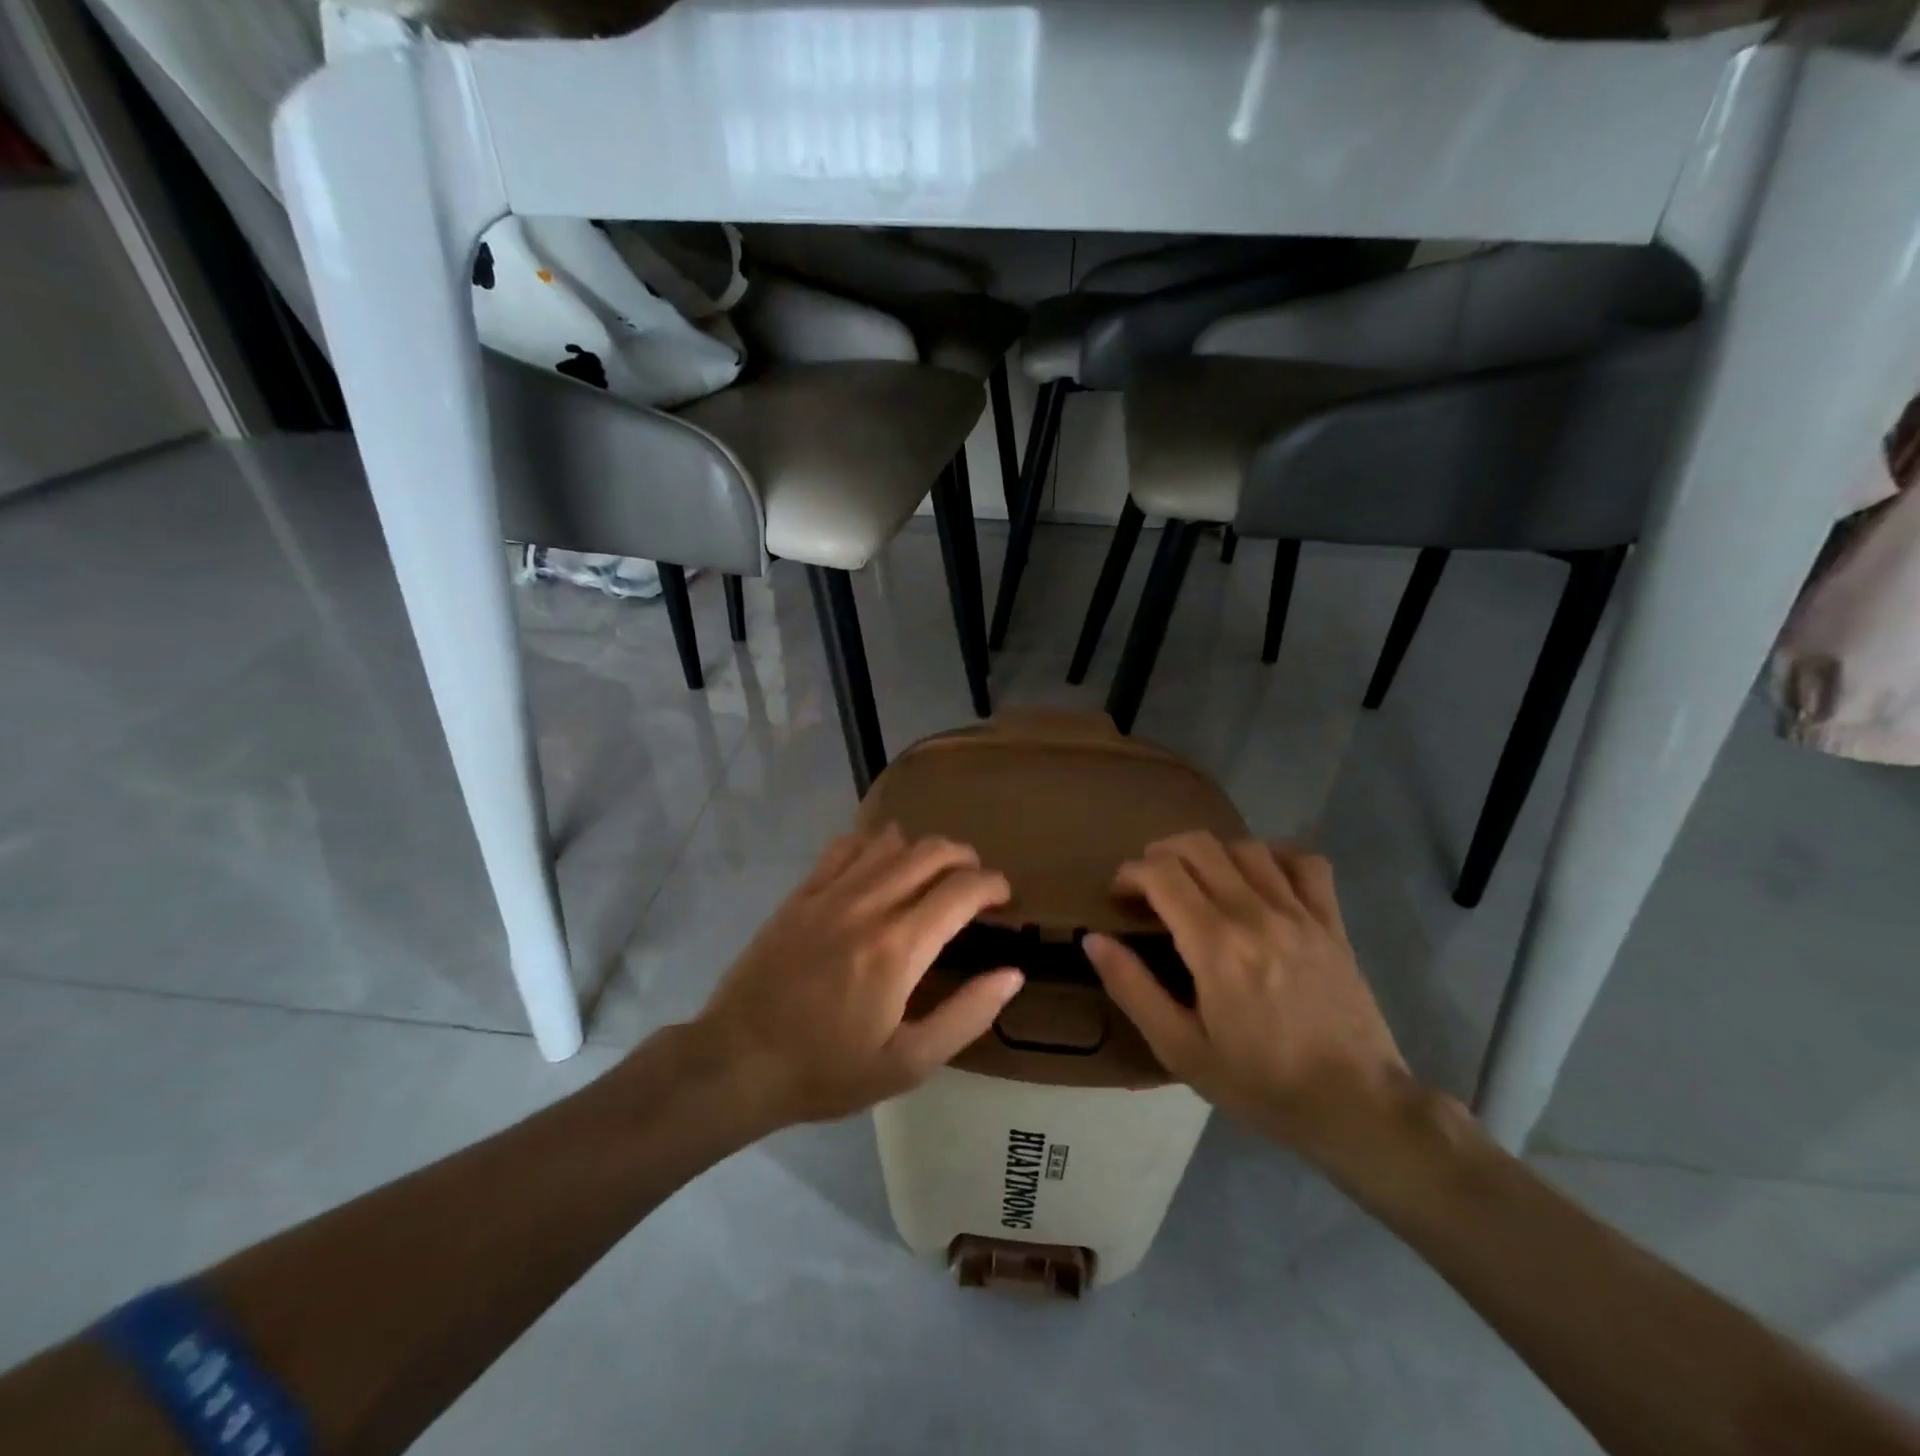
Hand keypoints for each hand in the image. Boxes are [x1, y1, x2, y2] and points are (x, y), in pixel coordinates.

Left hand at [691, 826, 1023, 1128]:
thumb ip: (966, 1015)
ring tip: (932, 876)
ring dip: (924, 850)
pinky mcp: (801, 893)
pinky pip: (846, 845)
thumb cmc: (827, 1070)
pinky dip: (875, 845)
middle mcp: (868, 905)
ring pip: (891, 841)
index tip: (1003, 898)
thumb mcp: (908, 1064)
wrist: (738, 1061)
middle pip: (932, 852)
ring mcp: (830, 893)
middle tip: (975, 884)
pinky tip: (879, 868)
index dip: (993, 885)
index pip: (962, 890)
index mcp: (899, 948)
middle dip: (966, 859)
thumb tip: (1012, 974)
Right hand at [1082, 833, 1413, 1165]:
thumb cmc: (1260, 1084)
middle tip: (1150, 883)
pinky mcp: (1332, 922)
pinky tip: (1260, 875)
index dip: (1130, 873)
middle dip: (1161, 853)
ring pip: (1246, 847)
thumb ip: (1132, 988)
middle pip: (1198, 846)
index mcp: (1215, 945)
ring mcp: (1300, 913)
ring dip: (1211, 852)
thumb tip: (1093, 939)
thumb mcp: (1181, 1050)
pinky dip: (1275, 855)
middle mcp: (1256, 914)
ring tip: (1198, 879)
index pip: (1161, 873)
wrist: (1355, 1107)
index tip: (1120, 895)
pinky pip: (1305, 862)